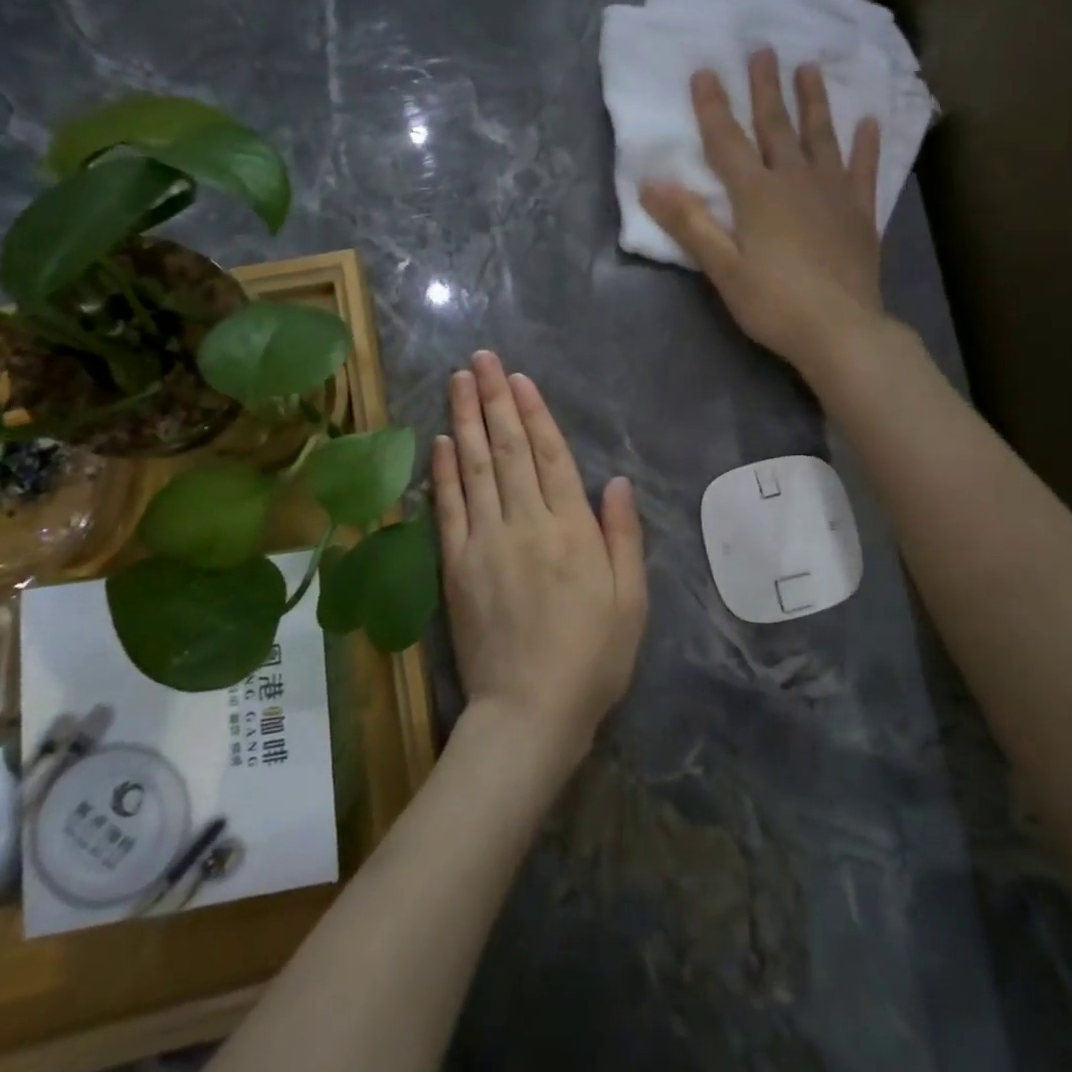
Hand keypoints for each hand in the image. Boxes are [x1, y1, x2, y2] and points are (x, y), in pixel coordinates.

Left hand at [433, 350, 647, 768]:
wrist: (529, 712)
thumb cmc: (592, 658)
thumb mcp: (630, 601)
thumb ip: (622, 537)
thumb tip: (613, 481)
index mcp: (572, 531)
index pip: (549, 456)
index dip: (534, 413)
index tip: (519, 378)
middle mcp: (525, 524)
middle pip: (508, 450)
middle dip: (495, 399)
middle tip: (482, 358)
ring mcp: (485, 543)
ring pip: (475, 469)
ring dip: (467, 420)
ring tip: (459, 381)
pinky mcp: (456, 567)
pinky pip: (448, 510)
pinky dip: (444, 472)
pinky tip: (441, 441)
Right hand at [639, 48, 885, 379]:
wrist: (841, 330)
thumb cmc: (774, 304)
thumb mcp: (723, 269)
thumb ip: (690, 224)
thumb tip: (651, 183)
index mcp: (757, 195)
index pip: (728, 141)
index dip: (713, 107)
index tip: (705, 70)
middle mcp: (795, 181)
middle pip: (777, 127)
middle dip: (766, 88)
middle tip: (763, 49)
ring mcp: (833, 193)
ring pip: (821, 136)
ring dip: (813, 101)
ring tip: (809, 68)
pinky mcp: (860, 213)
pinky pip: (863, 169)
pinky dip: (865, 144)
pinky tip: (869, 122)